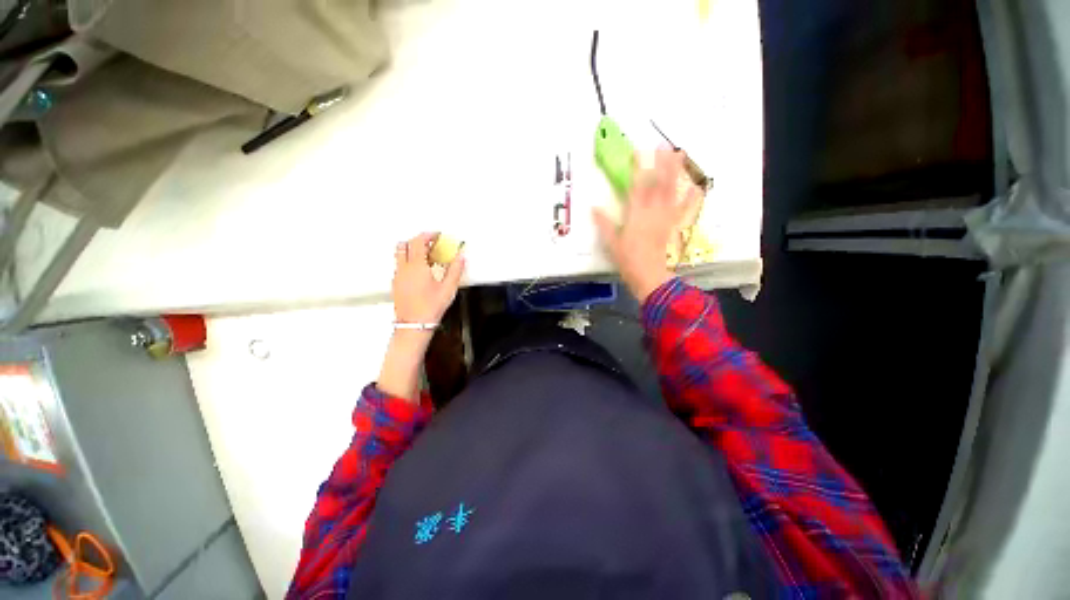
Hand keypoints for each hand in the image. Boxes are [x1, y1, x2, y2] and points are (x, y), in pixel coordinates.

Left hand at [392, 232, 465, 324]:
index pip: (418, 242)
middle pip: (404, 244)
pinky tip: (420, 270)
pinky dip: (408, 260)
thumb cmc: (430, 307)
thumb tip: (461, 258)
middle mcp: (403, 268)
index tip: (436, 235)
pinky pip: (399, 264)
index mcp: (417, 266)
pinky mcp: (395, 283)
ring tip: (426, 256)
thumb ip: (455, 270)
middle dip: (417, 240)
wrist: (414, 325)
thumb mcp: (448, 288)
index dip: (427, 235)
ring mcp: (397, 276)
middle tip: (431, 243)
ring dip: (411, 249)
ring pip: (399, 254)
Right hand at [594, 148, 697, 302]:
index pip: (638, 186)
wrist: (649, 275)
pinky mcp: (674, 226)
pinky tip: (696, 186)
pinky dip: (691, 197)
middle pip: (659, 183)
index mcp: (636, 214)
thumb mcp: (611, 243)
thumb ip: (603, 224)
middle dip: (662, 163)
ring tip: (681, 154)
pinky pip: (685, 209)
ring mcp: (666, 217)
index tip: (639, 151)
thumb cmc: (628, 259)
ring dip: (676, 172)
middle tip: (665, 144)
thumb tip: (593, 208)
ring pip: (672, 191)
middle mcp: (653, 211)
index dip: (639, 167)